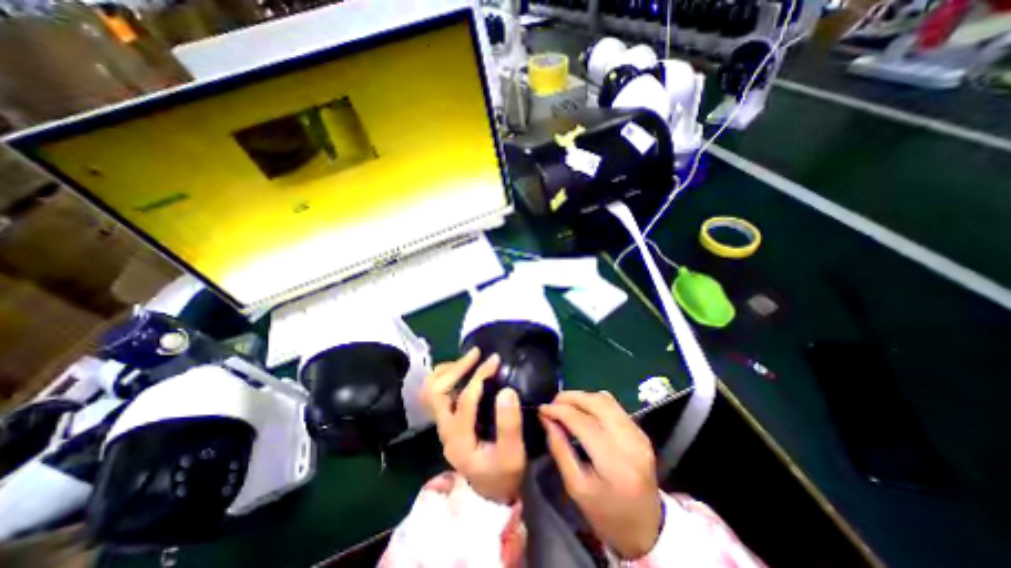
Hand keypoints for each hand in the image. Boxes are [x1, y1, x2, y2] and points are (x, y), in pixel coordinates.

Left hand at [424, 349, 524, 503]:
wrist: (490, 493)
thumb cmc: (503, 474)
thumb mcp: (513, 454)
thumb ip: (509, 425)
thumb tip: (507, 390)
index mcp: (459, 439)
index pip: (464, 399)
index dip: (479, 376)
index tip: (495, 360)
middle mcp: (444, 430)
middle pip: (436, 391)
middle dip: (456, 368)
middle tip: (477, 353)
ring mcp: (442, 426)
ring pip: (431, 390)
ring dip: (447, 371)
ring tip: (469, 359)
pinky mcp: (447, 421)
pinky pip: (437, 392)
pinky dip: (446, 376)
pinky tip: (463, 372)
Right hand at [537, 391, 665, 557]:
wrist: (646, 528)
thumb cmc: (605, 514)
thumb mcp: (576, 487)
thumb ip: (559, 448)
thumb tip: (546, 418)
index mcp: (615, 463)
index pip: (583, 423)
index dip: (560, 411)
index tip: (542, 408)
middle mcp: (631, 442)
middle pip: (597, 403)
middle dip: (571, 397)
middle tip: (553, 402)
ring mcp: (639, 434)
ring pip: (606, 400)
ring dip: (583, 397)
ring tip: (565, 404)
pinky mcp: (641, 431)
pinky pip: (614, 406)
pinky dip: (595, 402)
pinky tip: (583, 410)